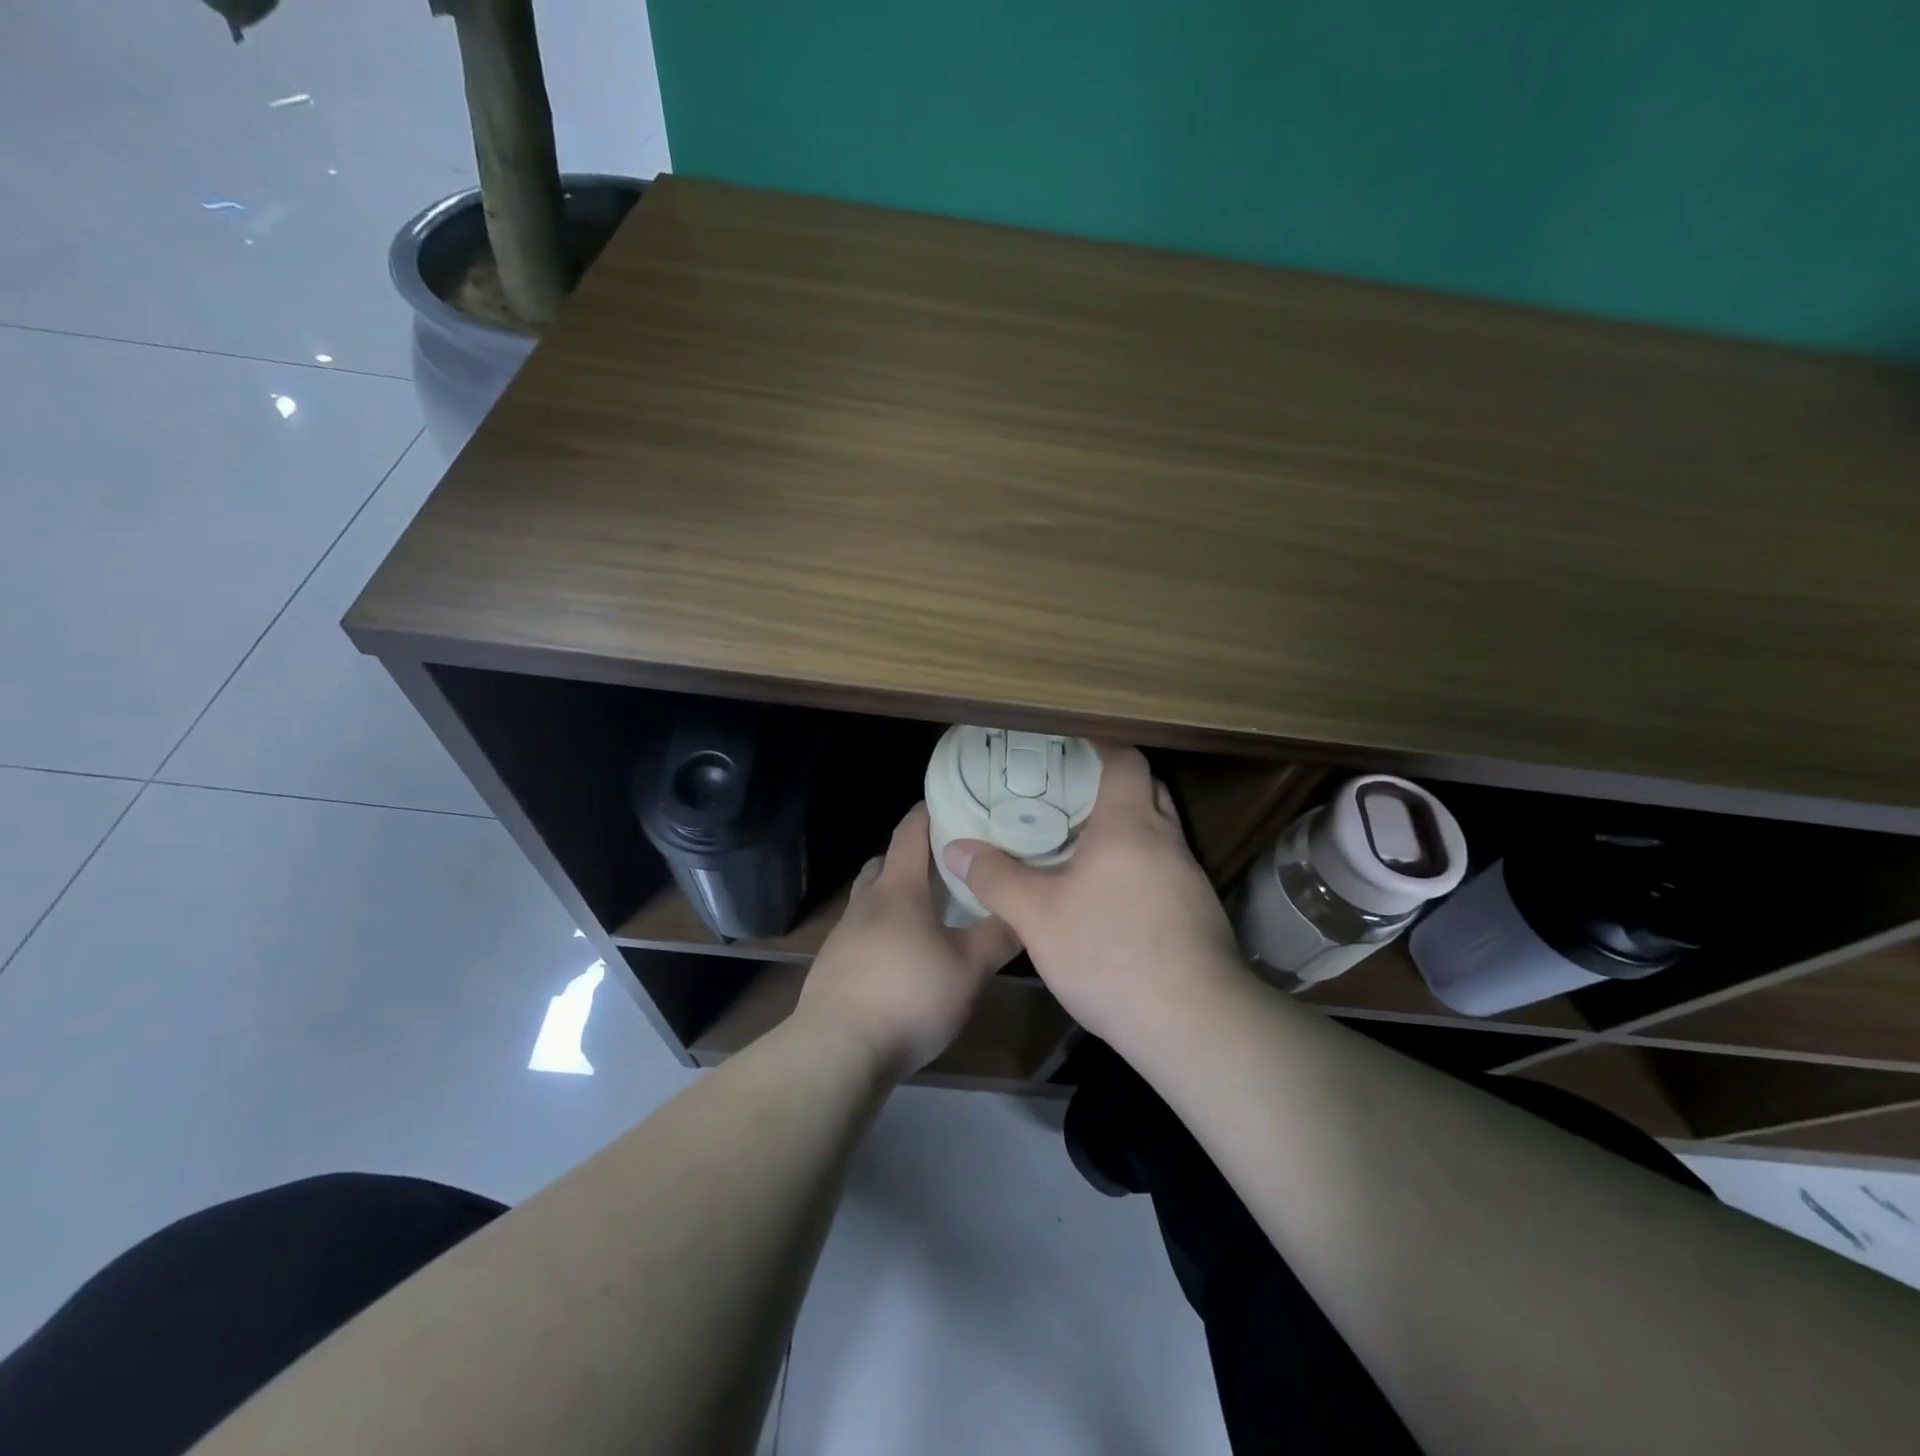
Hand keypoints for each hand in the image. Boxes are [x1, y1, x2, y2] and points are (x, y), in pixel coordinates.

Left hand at [798, 804, 1019, 1077]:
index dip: (929, 811)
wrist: (838, 1050)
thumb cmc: (908, 996)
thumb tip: (1025, 909)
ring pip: (872, 899)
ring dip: (897, 896)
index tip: (953, 801)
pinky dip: (885, 930)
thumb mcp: (968, 968)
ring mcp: (844, 934)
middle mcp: (866, 902)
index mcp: (898, 889)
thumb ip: (998, 936)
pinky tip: (906, 958)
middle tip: (948, 865)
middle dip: (913, 856)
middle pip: (885, 862)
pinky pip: (863, 932)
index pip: (910, 831)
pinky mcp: (834, 965)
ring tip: (931, 914)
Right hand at [941, 746, 1242, 1046]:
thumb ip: (996, 878)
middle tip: (1065, 796)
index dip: (1099, 747)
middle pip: (1147, 790)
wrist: (1193, 1023)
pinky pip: (1166, 869)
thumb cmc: (1110, 952)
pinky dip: (1139, 866)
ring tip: (1080, 844)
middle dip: (1111, 786)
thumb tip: (957, 848)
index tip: (1066, 750)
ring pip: (1158, 833)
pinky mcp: (1199, 912)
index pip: (1126, 760)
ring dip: (1126, 831)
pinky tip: (1110, 896)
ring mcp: (1190, 877)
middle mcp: (1167, 840)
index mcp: (1130, 824)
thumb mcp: (1037, 917)